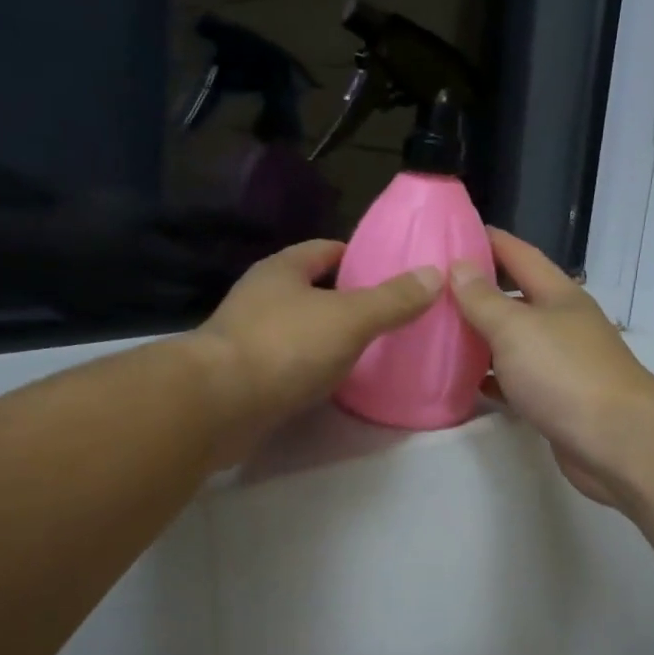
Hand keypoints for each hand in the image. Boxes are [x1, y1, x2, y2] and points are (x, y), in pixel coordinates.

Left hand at [188, 239, 441, 463]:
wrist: (219, 404)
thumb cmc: (285, 347)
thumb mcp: (349, 318)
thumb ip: (391, 300)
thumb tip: (434, 275)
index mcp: (281, 270)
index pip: (323, 250)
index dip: (354, 255)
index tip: (385, 268)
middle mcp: (259, 297)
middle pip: (308, 290)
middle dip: (341, 299)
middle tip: (383, 314)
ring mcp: (245, 338)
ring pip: (295, 329)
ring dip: (323, 337)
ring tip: (363, 350)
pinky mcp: (242, 377)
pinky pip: (286, 364)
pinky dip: (308, 369)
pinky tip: (330, 383)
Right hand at [449, 229, 653, 504]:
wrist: (614, 441)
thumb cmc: (564, 373)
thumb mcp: (515, 328)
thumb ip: (484, 299)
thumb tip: (458, 265)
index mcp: (559, 295)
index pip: (520, 255)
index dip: (489, 240)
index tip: (452, 231)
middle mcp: (562, 324)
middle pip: (516, 299)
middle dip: (479, 291)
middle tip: (433, 287)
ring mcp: (561, 364)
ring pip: (514, 342)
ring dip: (481, 338)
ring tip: (438, 333)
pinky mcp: (555, 401)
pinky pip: (515, 381)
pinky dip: (491, 379)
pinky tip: (462, 382)